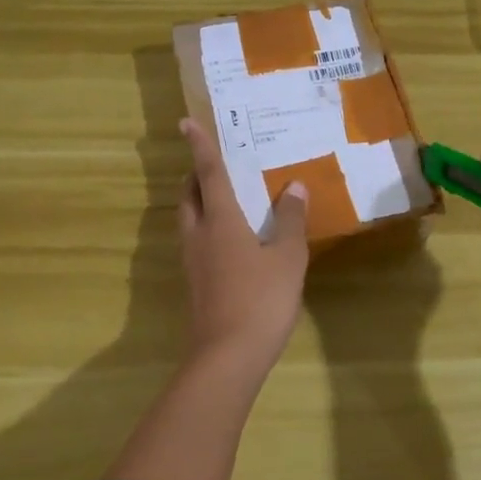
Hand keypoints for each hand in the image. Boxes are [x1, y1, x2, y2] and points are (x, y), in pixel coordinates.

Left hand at [178, 118, 309, 372]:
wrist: (228, 357)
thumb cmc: (261, 299)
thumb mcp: (288, 258)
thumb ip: (292, 221)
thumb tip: (295, 187)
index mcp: (221, 221)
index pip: (208, 173)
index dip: (200, 146)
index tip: (185, 122)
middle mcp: (199, 235)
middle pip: (189, 196)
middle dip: (195, 176)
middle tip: (213, 166)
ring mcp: (193, 262)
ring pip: (188, 221)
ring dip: (198, 203)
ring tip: (223, 198)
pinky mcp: (195, 284)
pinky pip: (196, 243)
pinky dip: (207, 229)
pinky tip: (231, 242)